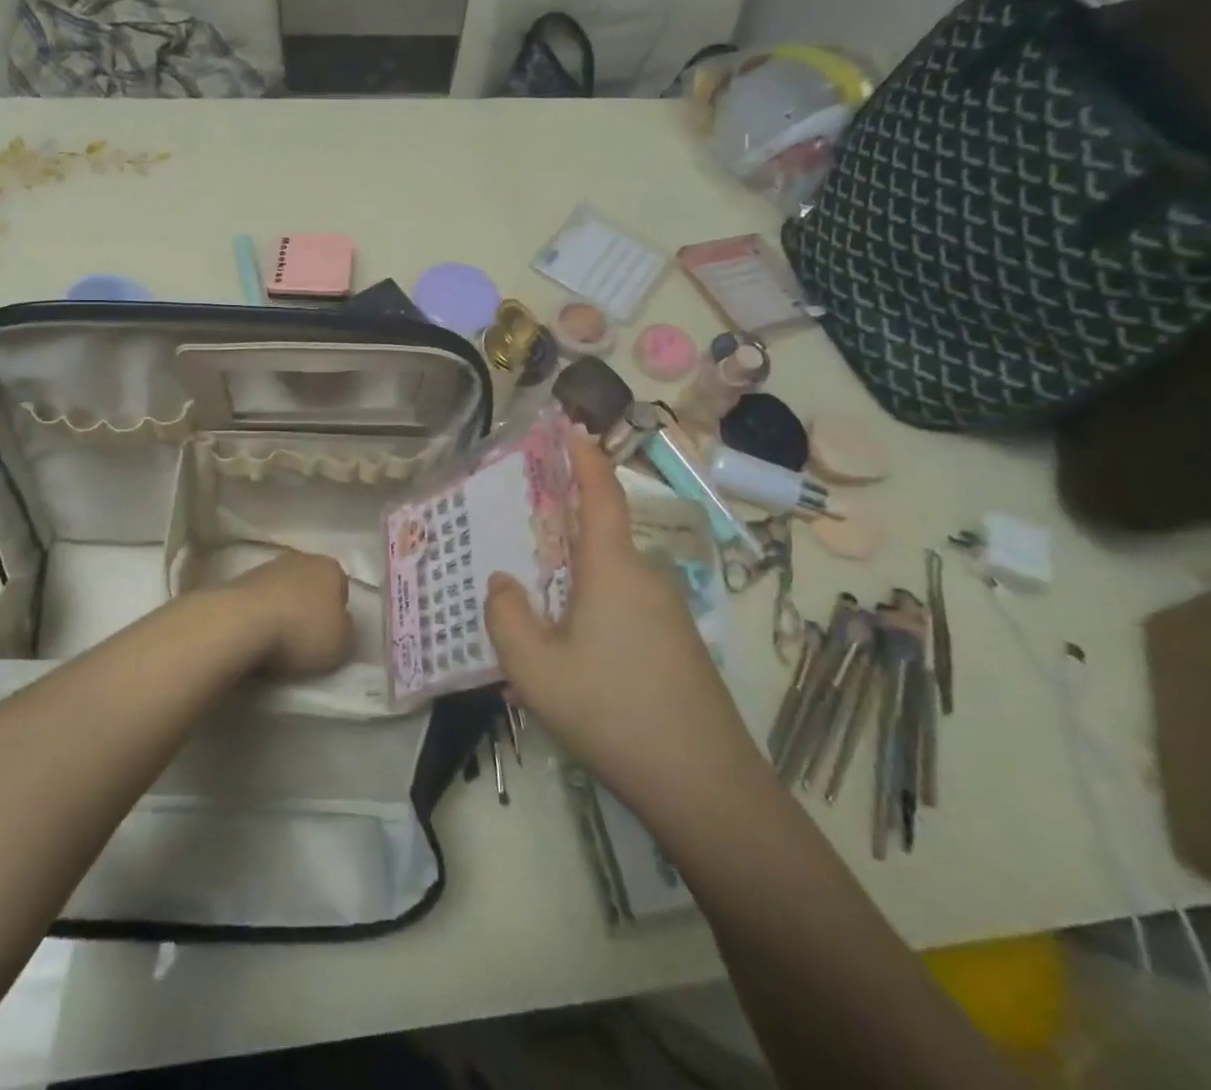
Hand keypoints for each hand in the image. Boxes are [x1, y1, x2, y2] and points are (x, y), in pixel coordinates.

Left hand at [216, 549, 354, 677]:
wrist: (242, 622)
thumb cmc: (301, 631)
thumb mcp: (342, 643)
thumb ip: (346, 630)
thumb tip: (338, 623)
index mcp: (331, 568)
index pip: (341, 588)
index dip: (337, 612)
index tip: (328, 635)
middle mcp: (302, 558)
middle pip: (311, 585)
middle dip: (309, 606)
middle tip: (305, 637)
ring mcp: (268, 566)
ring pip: (284, 590)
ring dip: (284, 609)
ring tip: (278, 639)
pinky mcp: (241, 579)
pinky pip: (261, 599)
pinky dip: (261, 613)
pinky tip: (257, 633)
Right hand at [484, 424, 755, 813]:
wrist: (707, 787)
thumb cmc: (612, 713)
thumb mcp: (534, 669)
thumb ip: (506, 616)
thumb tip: (503, 582)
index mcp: (613, 568)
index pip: (601, 494)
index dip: (584, 456)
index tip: (572, 423)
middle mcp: (646, 578)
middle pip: (600, 539)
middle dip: (561, 536)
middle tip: (520, 549)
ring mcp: (669, 613)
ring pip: (609, 581)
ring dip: (574, 587)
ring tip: (538, 624)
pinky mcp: (679, 646)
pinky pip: (625, 610)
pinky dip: (593, 615)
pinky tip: (575, 662)